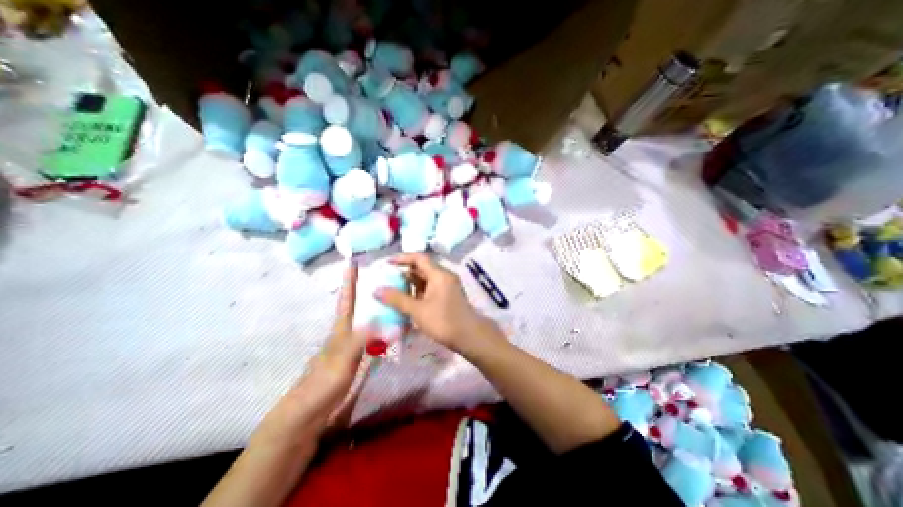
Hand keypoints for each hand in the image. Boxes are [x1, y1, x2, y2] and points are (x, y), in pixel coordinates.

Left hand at [287, 263, 375, 432]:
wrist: (310, 411)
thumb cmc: (324, 381)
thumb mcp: (344, 357)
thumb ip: (364, 337)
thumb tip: (385, 320)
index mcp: (341, 328)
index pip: (346, 299)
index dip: (350, 281)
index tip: (352, 263)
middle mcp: (346, 332)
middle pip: (356, 306)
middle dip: (365, 291)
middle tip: (381, 279)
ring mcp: (350, 345)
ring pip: (366, 320)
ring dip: (375, 309)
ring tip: (388, 299)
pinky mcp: (355, 357)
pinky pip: (371, 336)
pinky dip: (380, 328)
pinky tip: (388, 330)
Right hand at [377, 253, 495, 352]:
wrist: (470, 336)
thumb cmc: (444, 321)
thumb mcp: (418, 310)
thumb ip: (397, 299)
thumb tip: (377, 290)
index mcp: (439, 274)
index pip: (419, 258)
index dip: (402, 259)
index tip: (387, 264)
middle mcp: (444, 276)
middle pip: (422, 268)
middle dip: (404, 272)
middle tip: (387, 279)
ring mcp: (448, 286)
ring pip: (426, 279)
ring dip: (411, 283)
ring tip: (394, 290)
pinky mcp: (449, 296)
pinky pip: (431, 288)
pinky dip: (419, 292)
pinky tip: (408, 301)